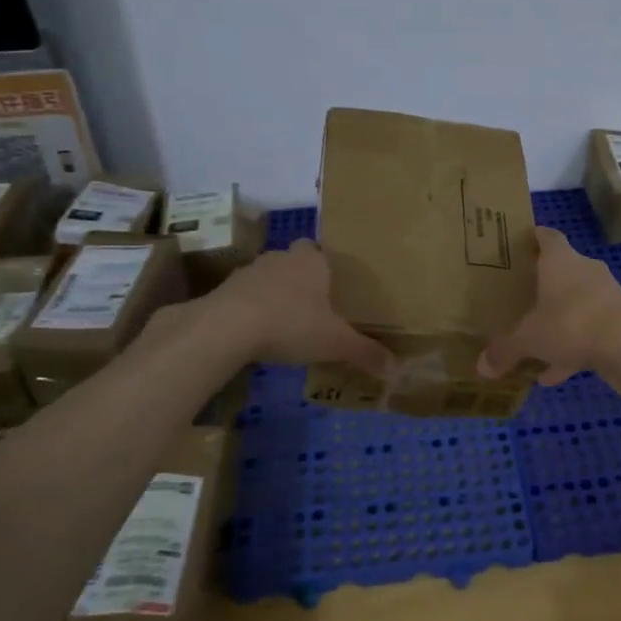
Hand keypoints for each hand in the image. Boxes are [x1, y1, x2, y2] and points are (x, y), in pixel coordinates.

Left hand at [202, 239, 392, 376]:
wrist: (227, 327)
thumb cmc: (292, 323)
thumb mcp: (336, 342)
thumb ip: (365, 352)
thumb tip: (397, 370)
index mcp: (312, 260)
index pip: (320, 250)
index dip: (326, 266)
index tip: (333, 288)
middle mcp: (281, 258)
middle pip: (294, 263)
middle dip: (302, 282)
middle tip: (314, 309)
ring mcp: (249, 271)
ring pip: (268, 279)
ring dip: (275, 296)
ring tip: (285, 324)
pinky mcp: (224, 291)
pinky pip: (244, 297)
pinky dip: (251, 311)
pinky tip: (256, 335)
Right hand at [479, 227, 620, 384]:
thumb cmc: (572, 324)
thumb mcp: (528, 339)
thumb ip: (504, 350)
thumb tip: (481, 367)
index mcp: (560, 261)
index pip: (547, 236)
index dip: (532, 238)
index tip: (516, 246)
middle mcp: (585, 271)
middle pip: (561, 271)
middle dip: (541, 284)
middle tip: (517, 297)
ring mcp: (606, 296)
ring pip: (575, 304)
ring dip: (557, 321)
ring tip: (533, 342)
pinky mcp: (620, 322)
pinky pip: (588, 332)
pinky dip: (572, 349)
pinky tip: (552, 375)